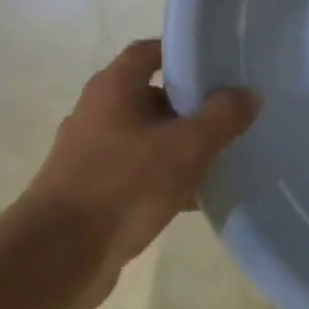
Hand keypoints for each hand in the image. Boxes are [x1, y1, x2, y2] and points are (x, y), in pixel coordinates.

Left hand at [18, 39, 257, 308]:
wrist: (58, 257)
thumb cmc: (122, 186)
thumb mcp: (185, 147)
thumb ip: (222, 116)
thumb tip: (250, 94)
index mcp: (113, 89)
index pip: (149, 51)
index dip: (183, 52)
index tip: (219, 63)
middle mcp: (99, 114)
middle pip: (153, 96)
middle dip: (192, 105)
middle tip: (233, 112)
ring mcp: (94, 155)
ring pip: (150, 139)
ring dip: (183, 147)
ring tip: (225, 156)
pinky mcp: (95, 192)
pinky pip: (141, 175)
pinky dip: (169, 181)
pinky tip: (199, 198)